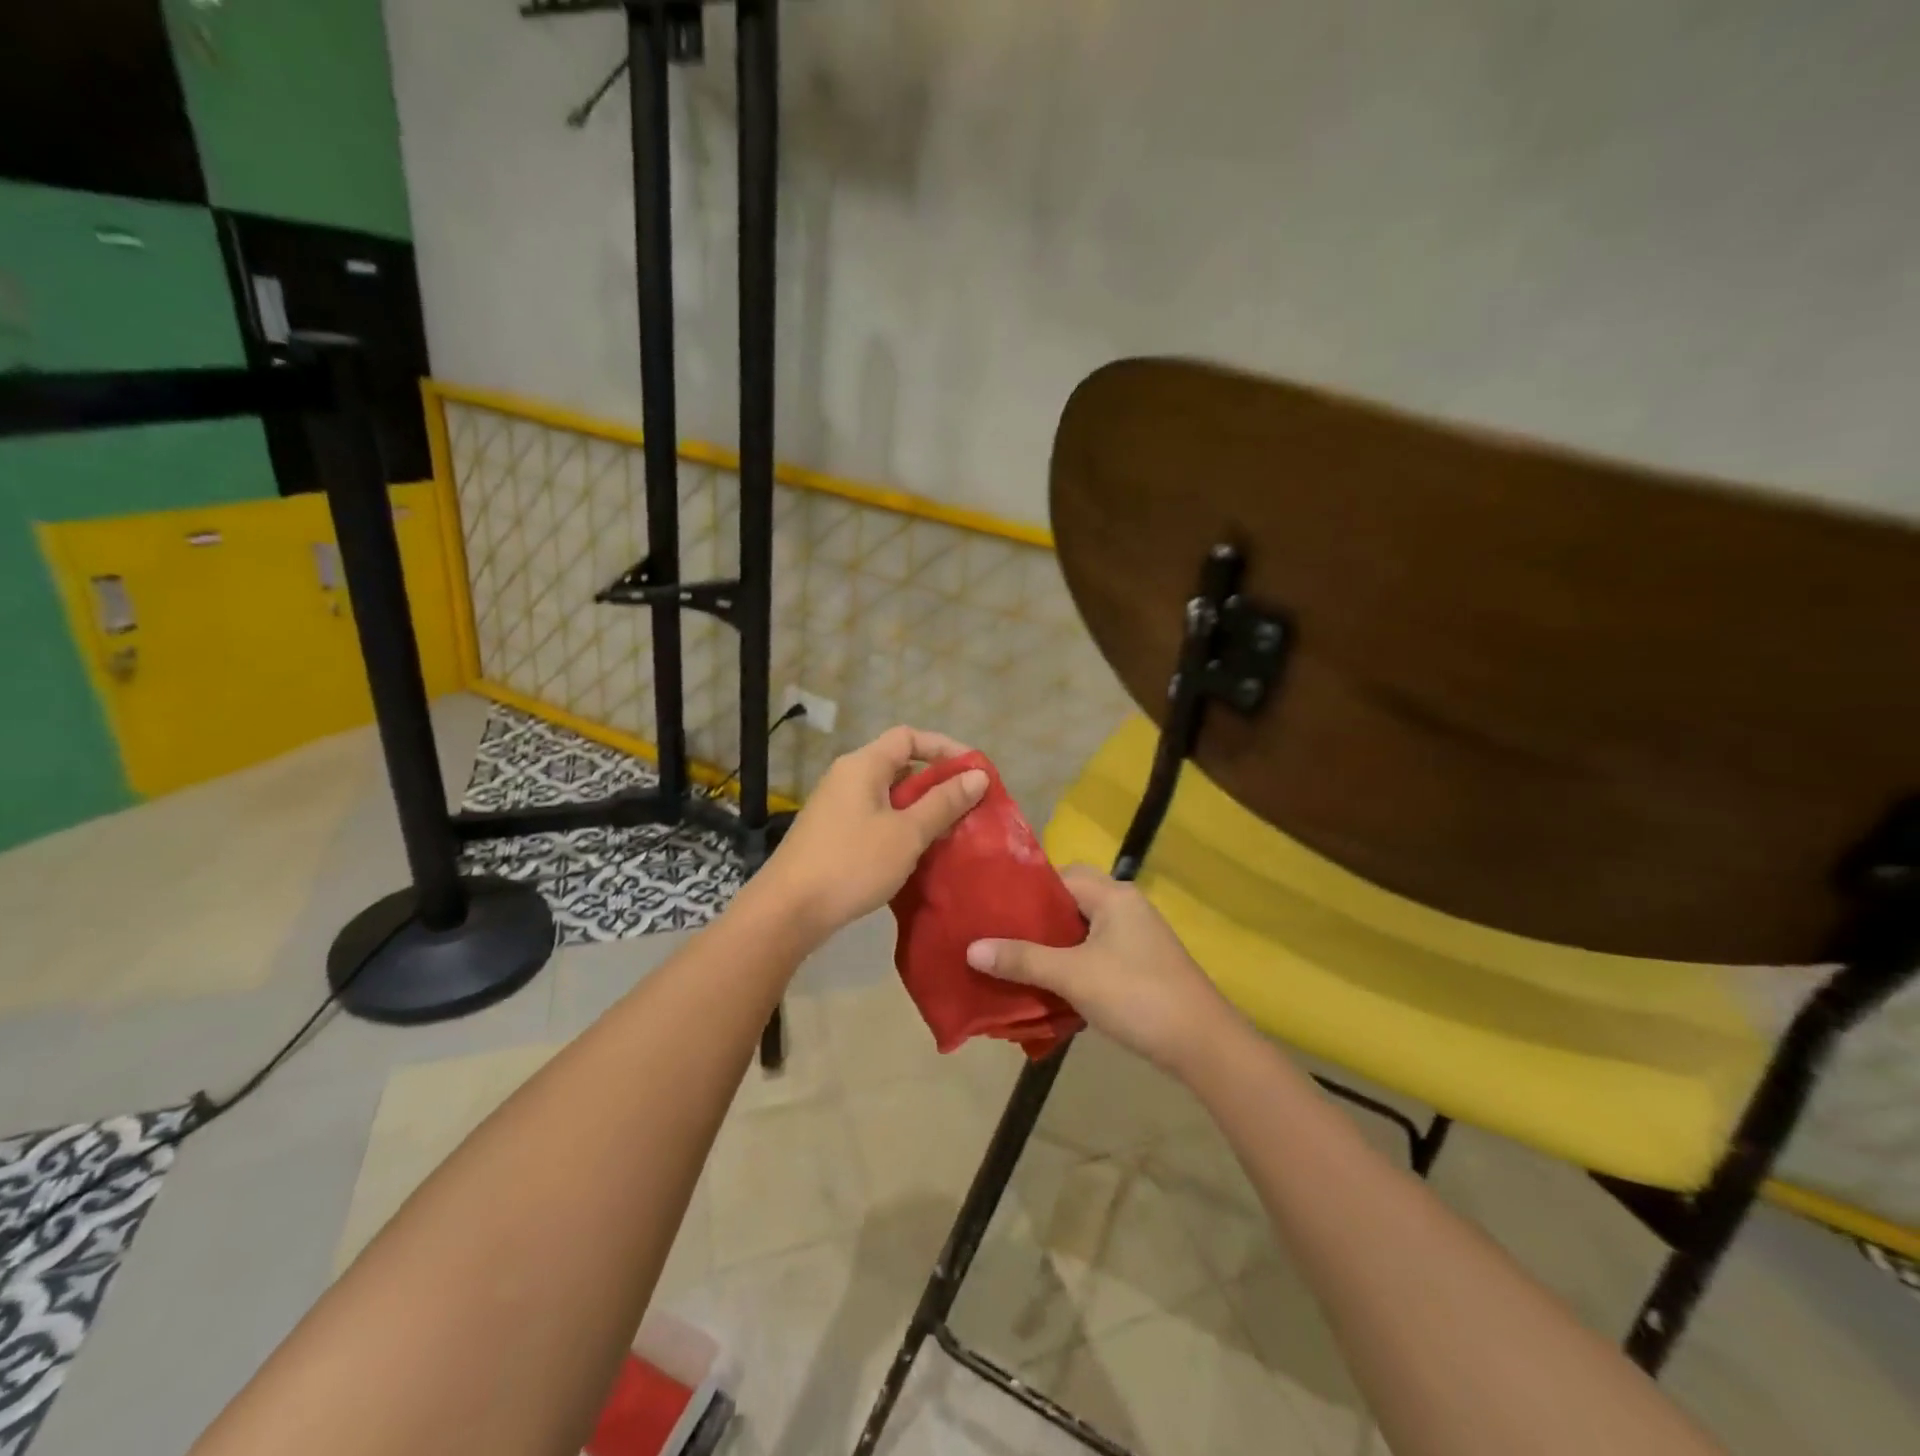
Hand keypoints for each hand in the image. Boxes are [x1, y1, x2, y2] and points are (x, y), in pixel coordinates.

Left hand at [758, 726, 986, 940]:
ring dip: (920, 807)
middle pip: (899, 764)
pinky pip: (874, 816)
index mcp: (863, 765)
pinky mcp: (831, 833)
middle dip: (936, 781)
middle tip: (967, 805)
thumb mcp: (907, 833)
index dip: (945, 747)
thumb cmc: (852, 863)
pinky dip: (900, 825)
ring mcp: (835, 806)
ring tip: (949, 830)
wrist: (788, 910)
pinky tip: (916, 851)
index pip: (909, 737)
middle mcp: (846, 777)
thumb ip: (944, 802)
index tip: (974, 771)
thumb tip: (977, 775)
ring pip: (888, 794)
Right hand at [966, 866, 1237, 1078]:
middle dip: (1036, 921)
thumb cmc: (1136, 995)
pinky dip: (1072, 964)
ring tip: (1015, 962)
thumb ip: (1023, 959)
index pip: (1060, 875)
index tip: (993, 909)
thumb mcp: (1073, 976)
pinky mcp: (1140, 964)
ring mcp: (1136, 937)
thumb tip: (971, 948)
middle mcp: (1125, 907)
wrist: (1202, 1044)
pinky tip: (1049, 985)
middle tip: (999, 938)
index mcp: (1112, 895)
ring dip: (1052, 946)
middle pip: (1070, 902)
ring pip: (1082, 930)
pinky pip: (1095, 952)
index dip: (1026, 890)